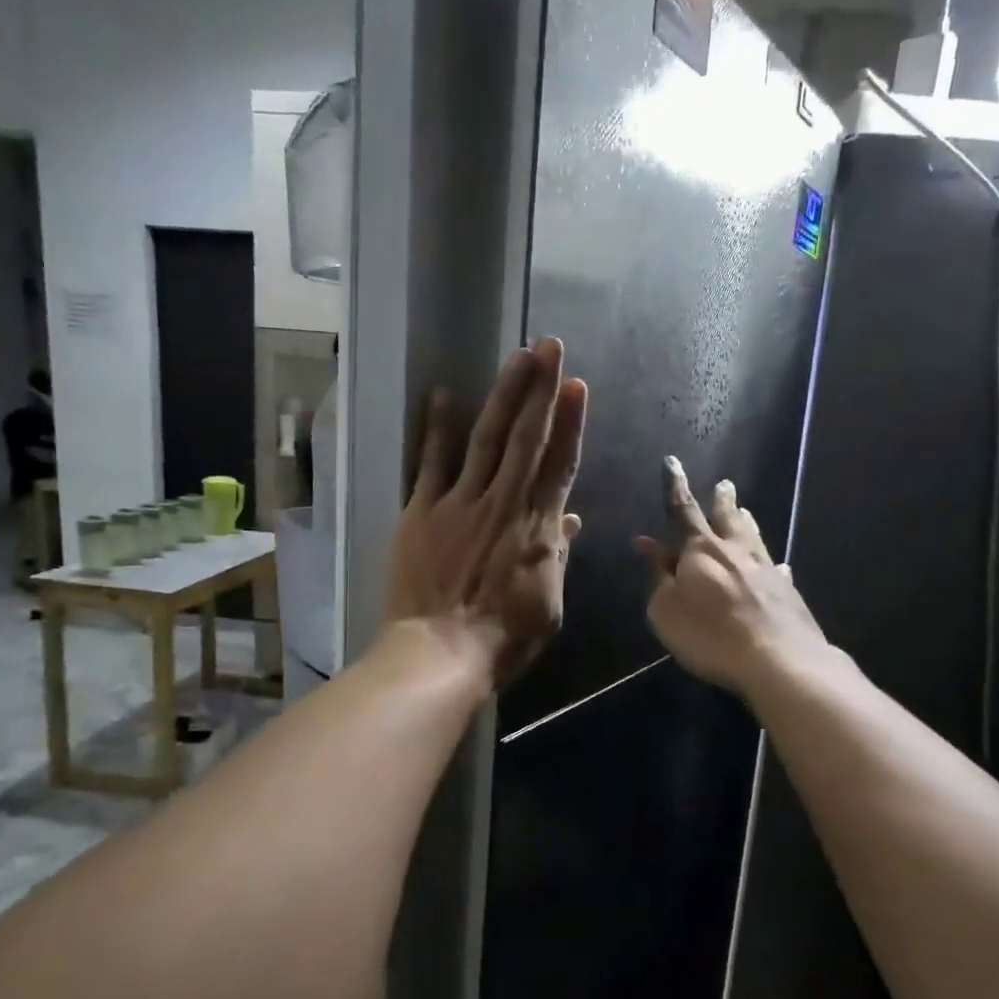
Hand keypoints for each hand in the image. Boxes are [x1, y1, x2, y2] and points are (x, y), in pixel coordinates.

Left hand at [383, 337, 587, 687]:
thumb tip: (570, 518)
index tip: (576, 385)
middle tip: (549, 345)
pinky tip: (442, 394)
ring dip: (503, 394)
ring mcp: (460, 503)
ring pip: (486, 437)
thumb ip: (557, 554)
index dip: (570, 422)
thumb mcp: (548, 603)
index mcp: (539, 527)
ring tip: (516, 356)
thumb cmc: (503, 639)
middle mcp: (504, 503)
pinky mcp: (422, 512)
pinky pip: (431, 462)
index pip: (560, 463)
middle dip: (541, 388)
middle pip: (527, 437)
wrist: (440, 653)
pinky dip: (437, 428)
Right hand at [635, 459, 829, 697]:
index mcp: (701, 549)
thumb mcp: (665, 609)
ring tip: (745, 510)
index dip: (675, 485)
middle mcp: (735, 551)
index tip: (672, 462)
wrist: (778, 660)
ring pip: (754, 537)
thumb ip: (657, 574)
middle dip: (722, 500)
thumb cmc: (709, 634)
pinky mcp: (787, 593)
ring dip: (746, 522)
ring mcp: (765, 570)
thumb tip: (646, 543)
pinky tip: (779, 567)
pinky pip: (776, 570)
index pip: (683, 509)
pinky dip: (772, 566)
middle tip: (725, 484)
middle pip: (727, 518)